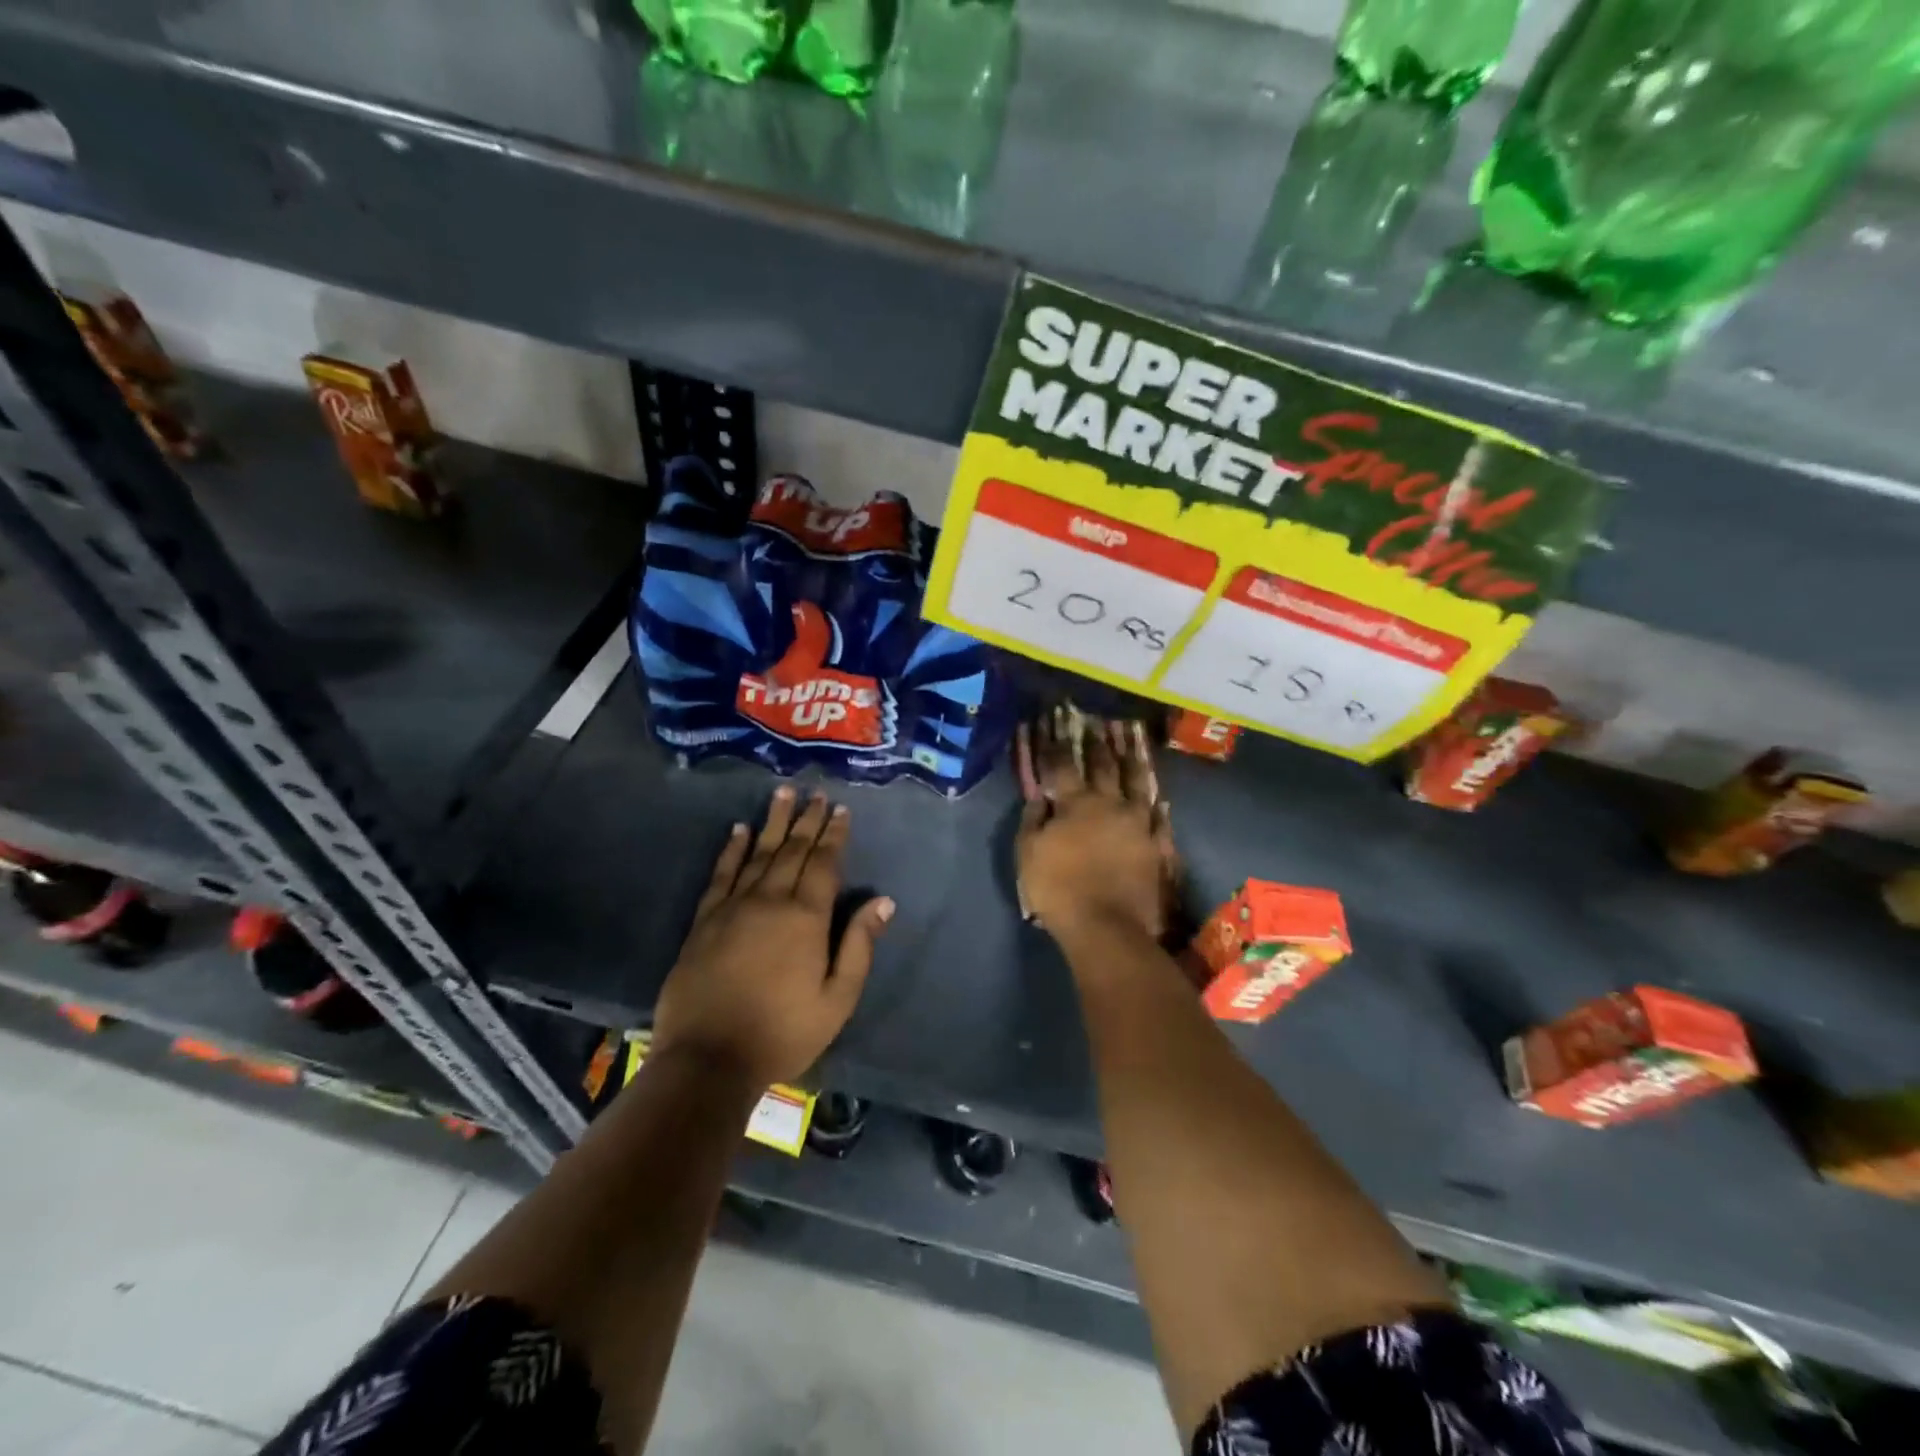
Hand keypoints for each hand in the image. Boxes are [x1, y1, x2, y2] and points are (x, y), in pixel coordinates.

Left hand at [653, 787, 891, 1087]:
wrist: (709, 1059)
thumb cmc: (783, 1032)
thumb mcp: (837, 999)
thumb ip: (859, 945)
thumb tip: (883, 900)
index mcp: (806, 917)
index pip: (824, 864)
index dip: (834, 835)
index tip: (840, 810)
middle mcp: (770, 900)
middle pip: (792, 850)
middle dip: (806, 820)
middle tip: (815, 793)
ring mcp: (733, 907)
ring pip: (757, 853)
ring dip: (772, 822)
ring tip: (783, 794)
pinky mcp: (704, 921)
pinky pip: (721, 874)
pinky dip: (730, 849)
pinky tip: (737, 830)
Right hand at [1016, 713, 1175, 941]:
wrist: (1106, 926)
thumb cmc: (1058, 889)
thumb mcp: (1029, 854)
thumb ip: (1034, 821)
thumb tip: (1040, 796)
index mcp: (1076, 804)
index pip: (1064, 766)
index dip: (1058, 746)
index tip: (1054, 727)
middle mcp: (1111, 804)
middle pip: (1105, 766)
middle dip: (1098, 743)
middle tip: (1097, 723)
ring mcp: (1139, 824)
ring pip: (1138, 784)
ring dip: (1133, 761)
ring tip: (1132, 741)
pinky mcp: (1157, 845)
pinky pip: (1160, 818)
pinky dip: (1158, 806)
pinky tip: (1159, 797)